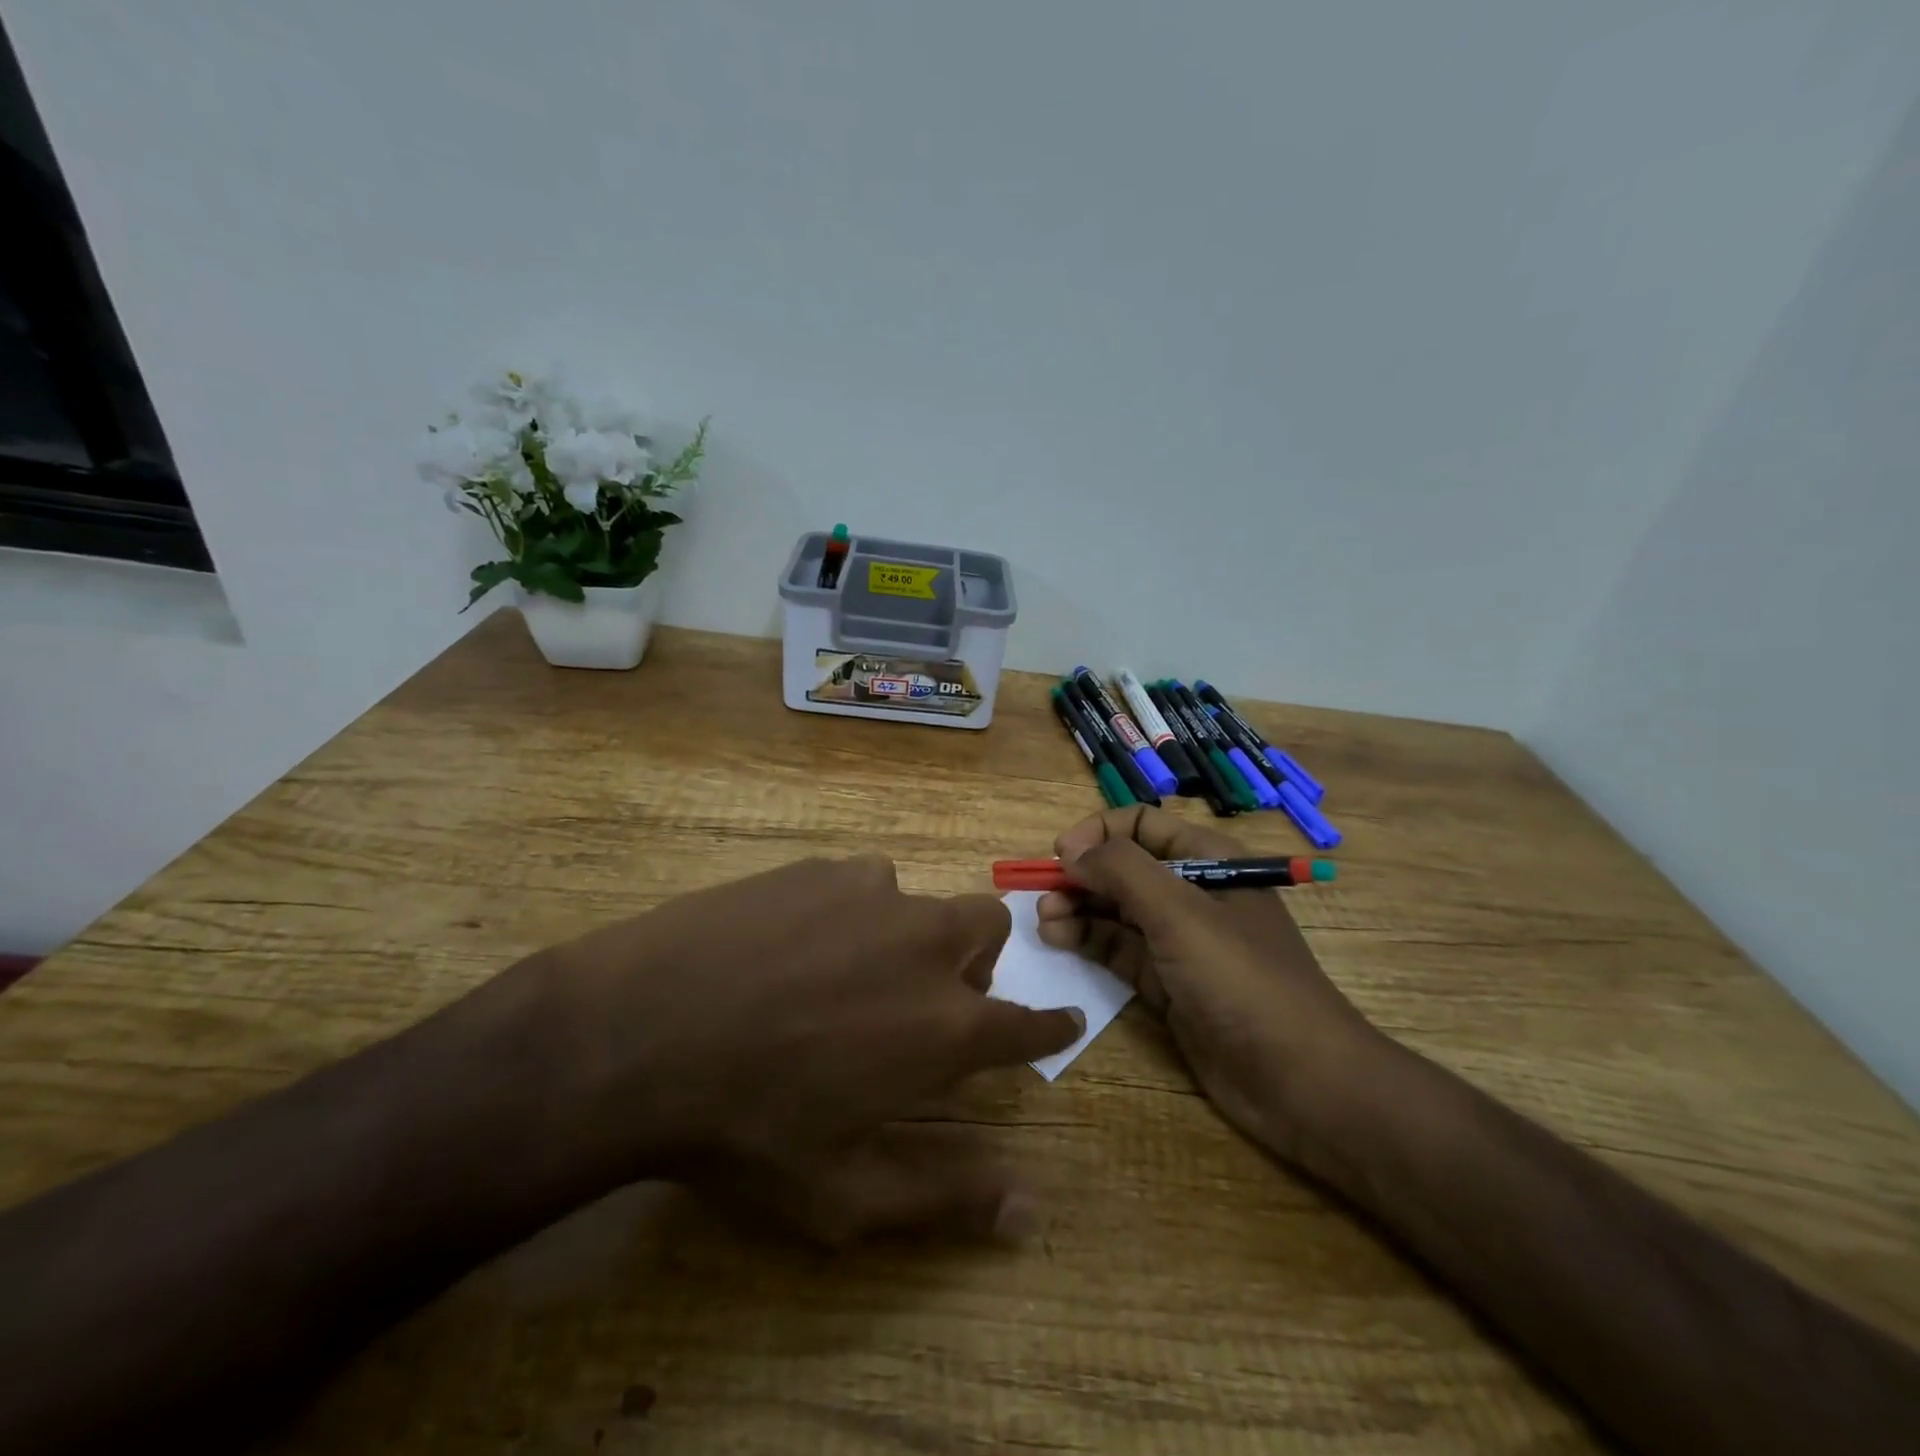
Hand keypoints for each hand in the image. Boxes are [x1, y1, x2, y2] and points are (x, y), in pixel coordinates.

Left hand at [530, 856, 1082, 1243]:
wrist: (637, 1032)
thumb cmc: (746, 1128)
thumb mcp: (845, 1194)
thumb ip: (947, 1197)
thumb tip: (1030, 1208)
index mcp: (944, 1023)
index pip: (1027, 1021)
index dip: (1051, 1023)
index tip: (1064, 1018)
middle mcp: (924, 944)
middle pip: (989, 926)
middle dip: (979, 959)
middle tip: (930, 996)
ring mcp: (871, 893)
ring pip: (920, 901)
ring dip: (907, 935)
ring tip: (845, 973)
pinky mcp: (819, 869)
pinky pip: (860, 882)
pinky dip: (851, 911)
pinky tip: (795, 943)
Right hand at [1035, 806, 1379, 1159]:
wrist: (1300, 1081)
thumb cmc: (1242, 980)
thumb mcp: (1180, 913)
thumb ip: (1122, 871)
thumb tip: (1071, 850)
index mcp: (1209, 860)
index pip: (1142, 824)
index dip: (1099, 833)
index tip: (1062, 855)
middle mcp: (1192, 893)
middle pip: (1124, 868)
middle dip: (1082, 875)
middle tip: (1044, 895)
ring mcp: (1180, 941)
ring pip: (1117, 910)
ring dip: (1078, 908)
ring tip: (1044, 921)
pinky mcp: (1168, 983)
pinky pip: (1119, 949)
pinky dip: (1088, 940)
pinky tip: (1059, 939)